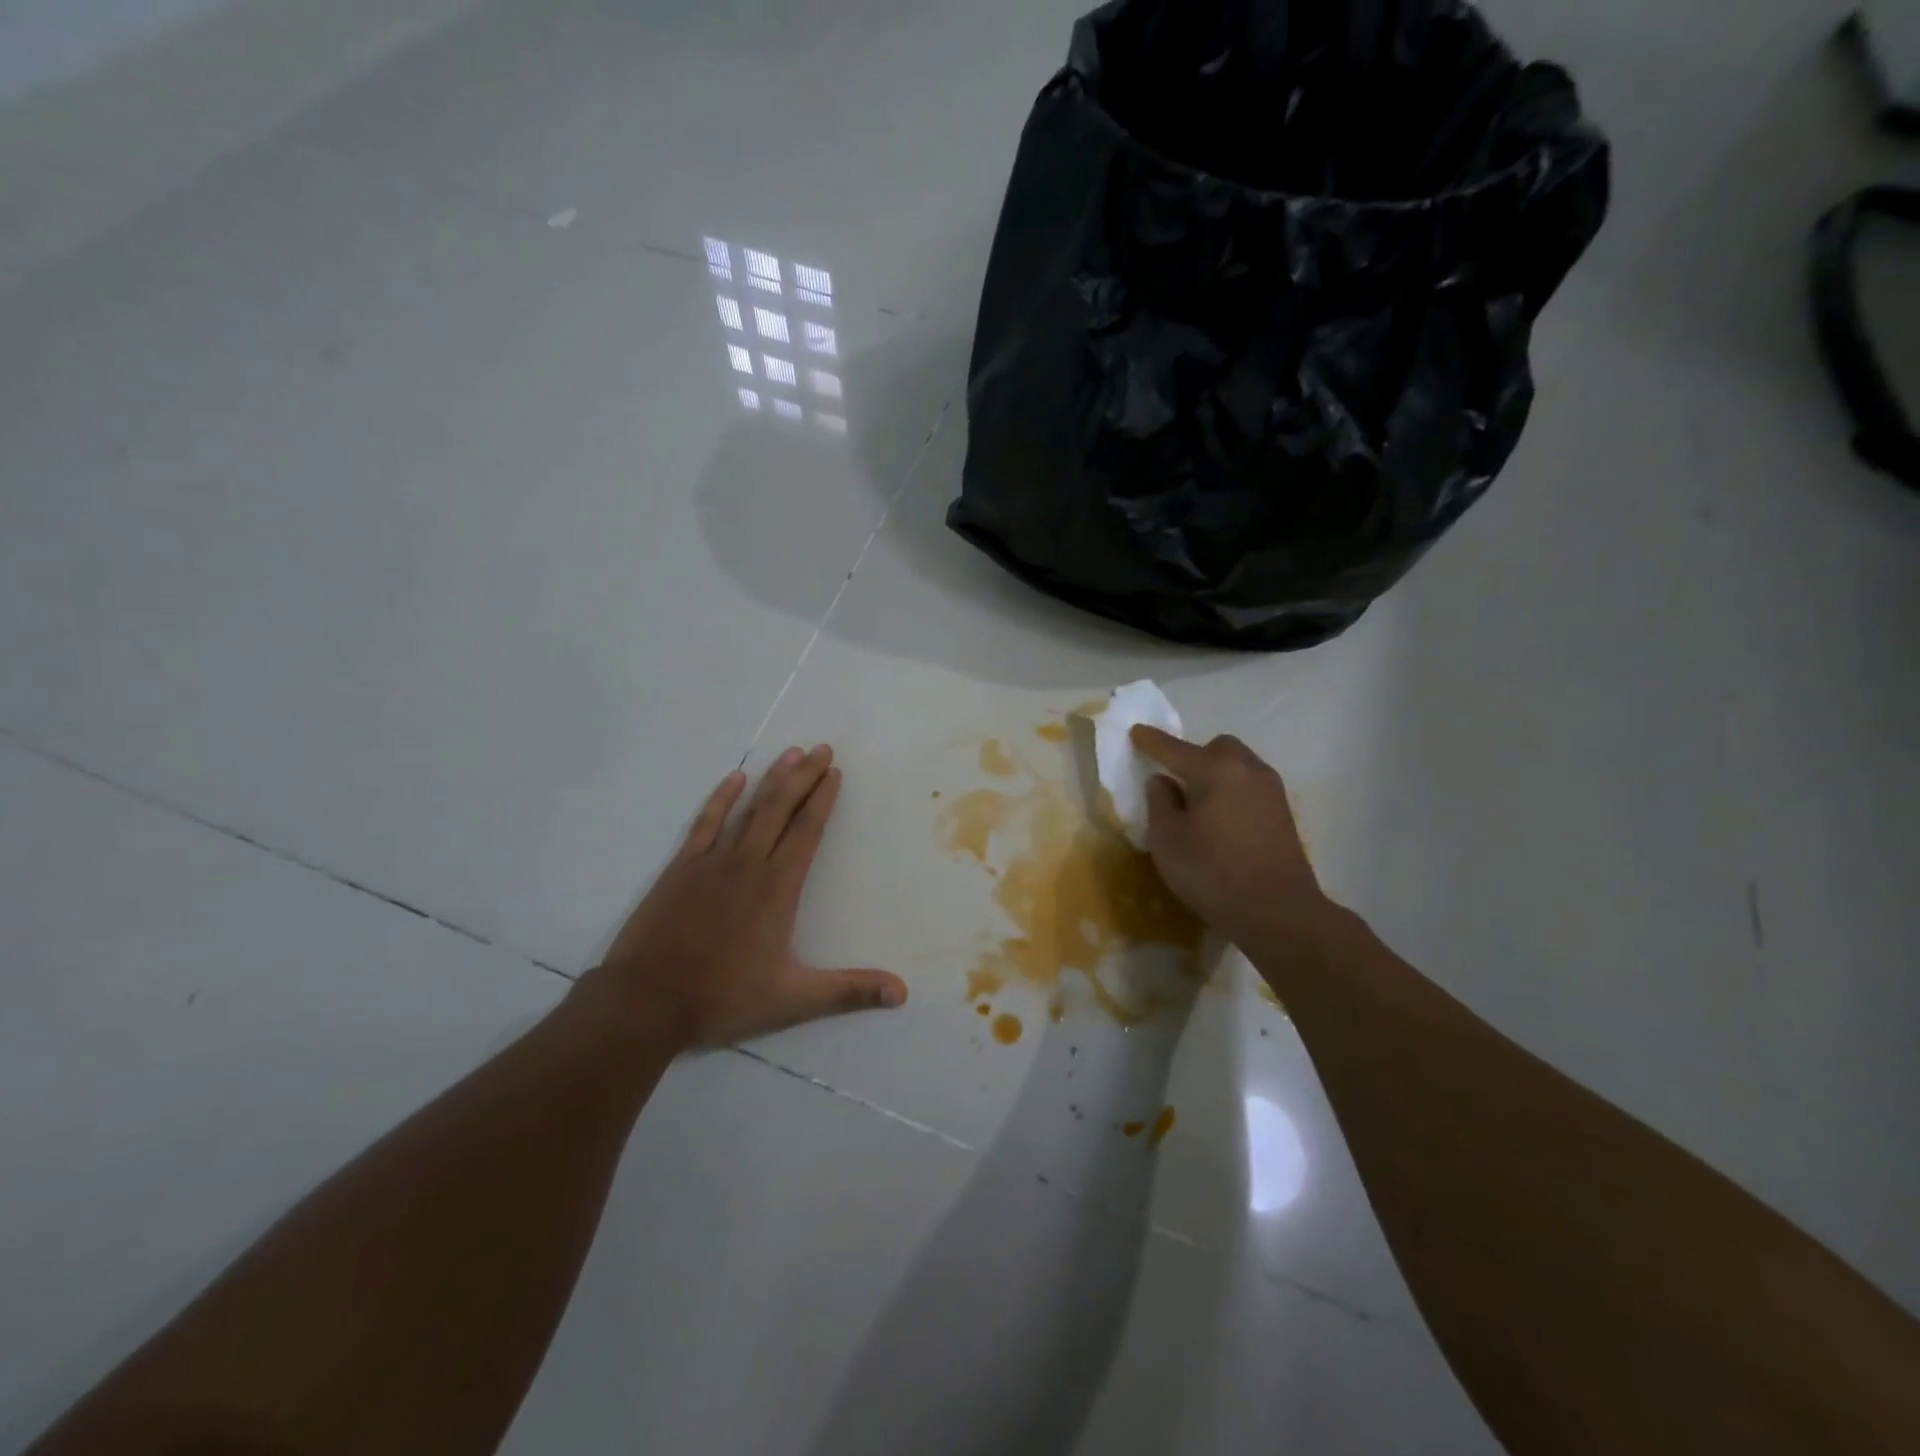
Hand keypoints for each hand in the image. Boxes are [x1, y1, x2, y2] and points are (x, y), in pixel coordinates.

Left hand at [583, 745, 907, 1048]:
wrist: (646, 1001)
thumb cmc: (723, 997)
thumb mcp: (793, 999)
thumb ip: (849, 991)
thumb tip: (903, 993)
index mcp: (778, 888)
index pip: (807, 831)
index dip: (823, 799)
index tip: (835, 772)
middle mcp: (749, 863)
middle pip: (781, 809)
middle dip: (804, 776)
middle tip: (822, 748)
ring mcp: (712, 861)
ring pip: (749, 809)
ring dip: (771, 779)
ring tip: (791, 753)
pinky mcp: (681, 868)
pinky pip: (705, 823)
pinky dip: (721, 798)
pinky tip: (734, 778)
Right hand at [1130, 726, 1334, 949]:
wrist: (1278, 913)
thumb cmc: (1213, 873)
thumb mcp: (1168, 840)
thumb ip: (1160, 803)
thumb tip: (1163, 781)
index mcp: (1217, 770)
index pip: (1175, 749)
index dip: (1152, 741)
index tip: (1136, 731)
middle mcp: (1248, 770)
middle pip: (1216, 748)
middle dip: (1193, 756)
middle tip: (1175, 782)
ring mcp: (1271, 791)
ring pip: (1237, 766)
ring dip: (1215, 775)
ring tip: (1197, 805)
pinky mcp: (1283, 813)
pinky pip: (1249, 786)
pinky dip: (1231, 792)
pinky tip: (1220, 821)